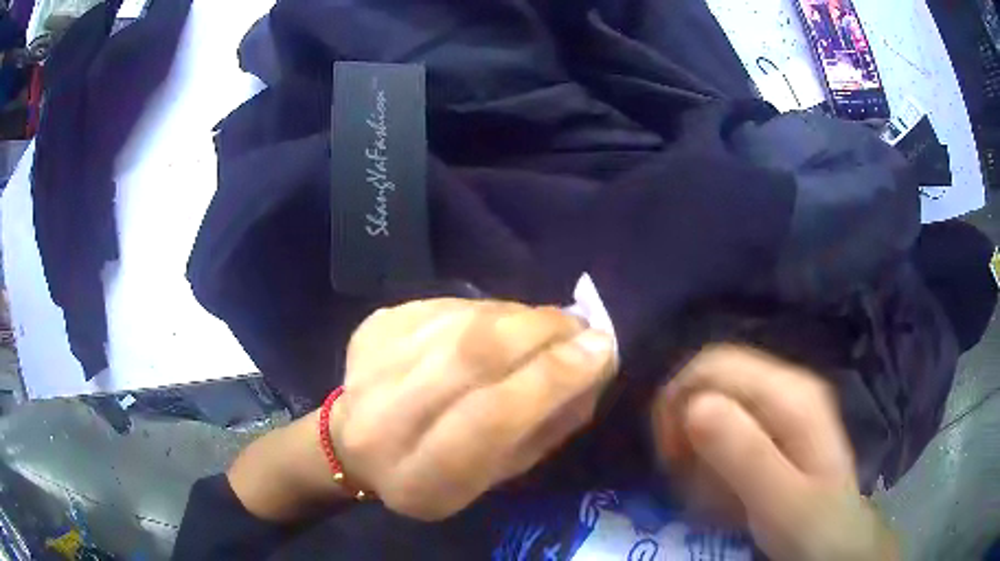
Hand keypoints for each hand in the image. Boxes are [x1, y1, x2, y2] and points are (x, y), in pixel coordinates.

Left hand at [330, 298, 616, 520]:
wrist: (358, 444)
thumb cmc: (438, 473)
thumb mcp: (500, 474)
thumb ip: (547, 426)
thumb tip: (593, 363)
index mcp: (420, 479)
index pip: (490, 419)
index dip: (551, 378)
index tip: (601, 349)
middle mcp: (384, 420)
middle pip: (470, 355)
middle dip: (540, 331)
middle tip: (579, 325)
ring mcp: (372, 365)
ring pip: (460, 322)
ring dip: (517, 316)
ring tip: (545, 325)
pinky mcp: (373, 328)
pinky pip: (444, 305)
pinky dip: (486, 310)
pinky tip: (498, 324)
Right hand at [651, 346, 897, 560]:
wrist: (839, 542)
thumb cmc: (813, 527)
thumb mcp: (781, 501)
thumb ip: (745, 455)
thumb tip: (694, 407)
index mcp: (791, 393)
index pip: (715, 365)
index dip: (678, 403)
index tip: (670, 458)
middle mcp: (786, 386)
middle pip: (713, 381)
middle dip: (686, 428)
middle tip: (685, 478)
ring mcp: (782, 405)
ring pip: (716, 405)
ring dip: (699, 450)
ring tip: (710, 494)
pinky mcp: (776, 426)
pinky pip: (727, 427)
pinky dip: (713, 460)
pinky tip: (724, 491)